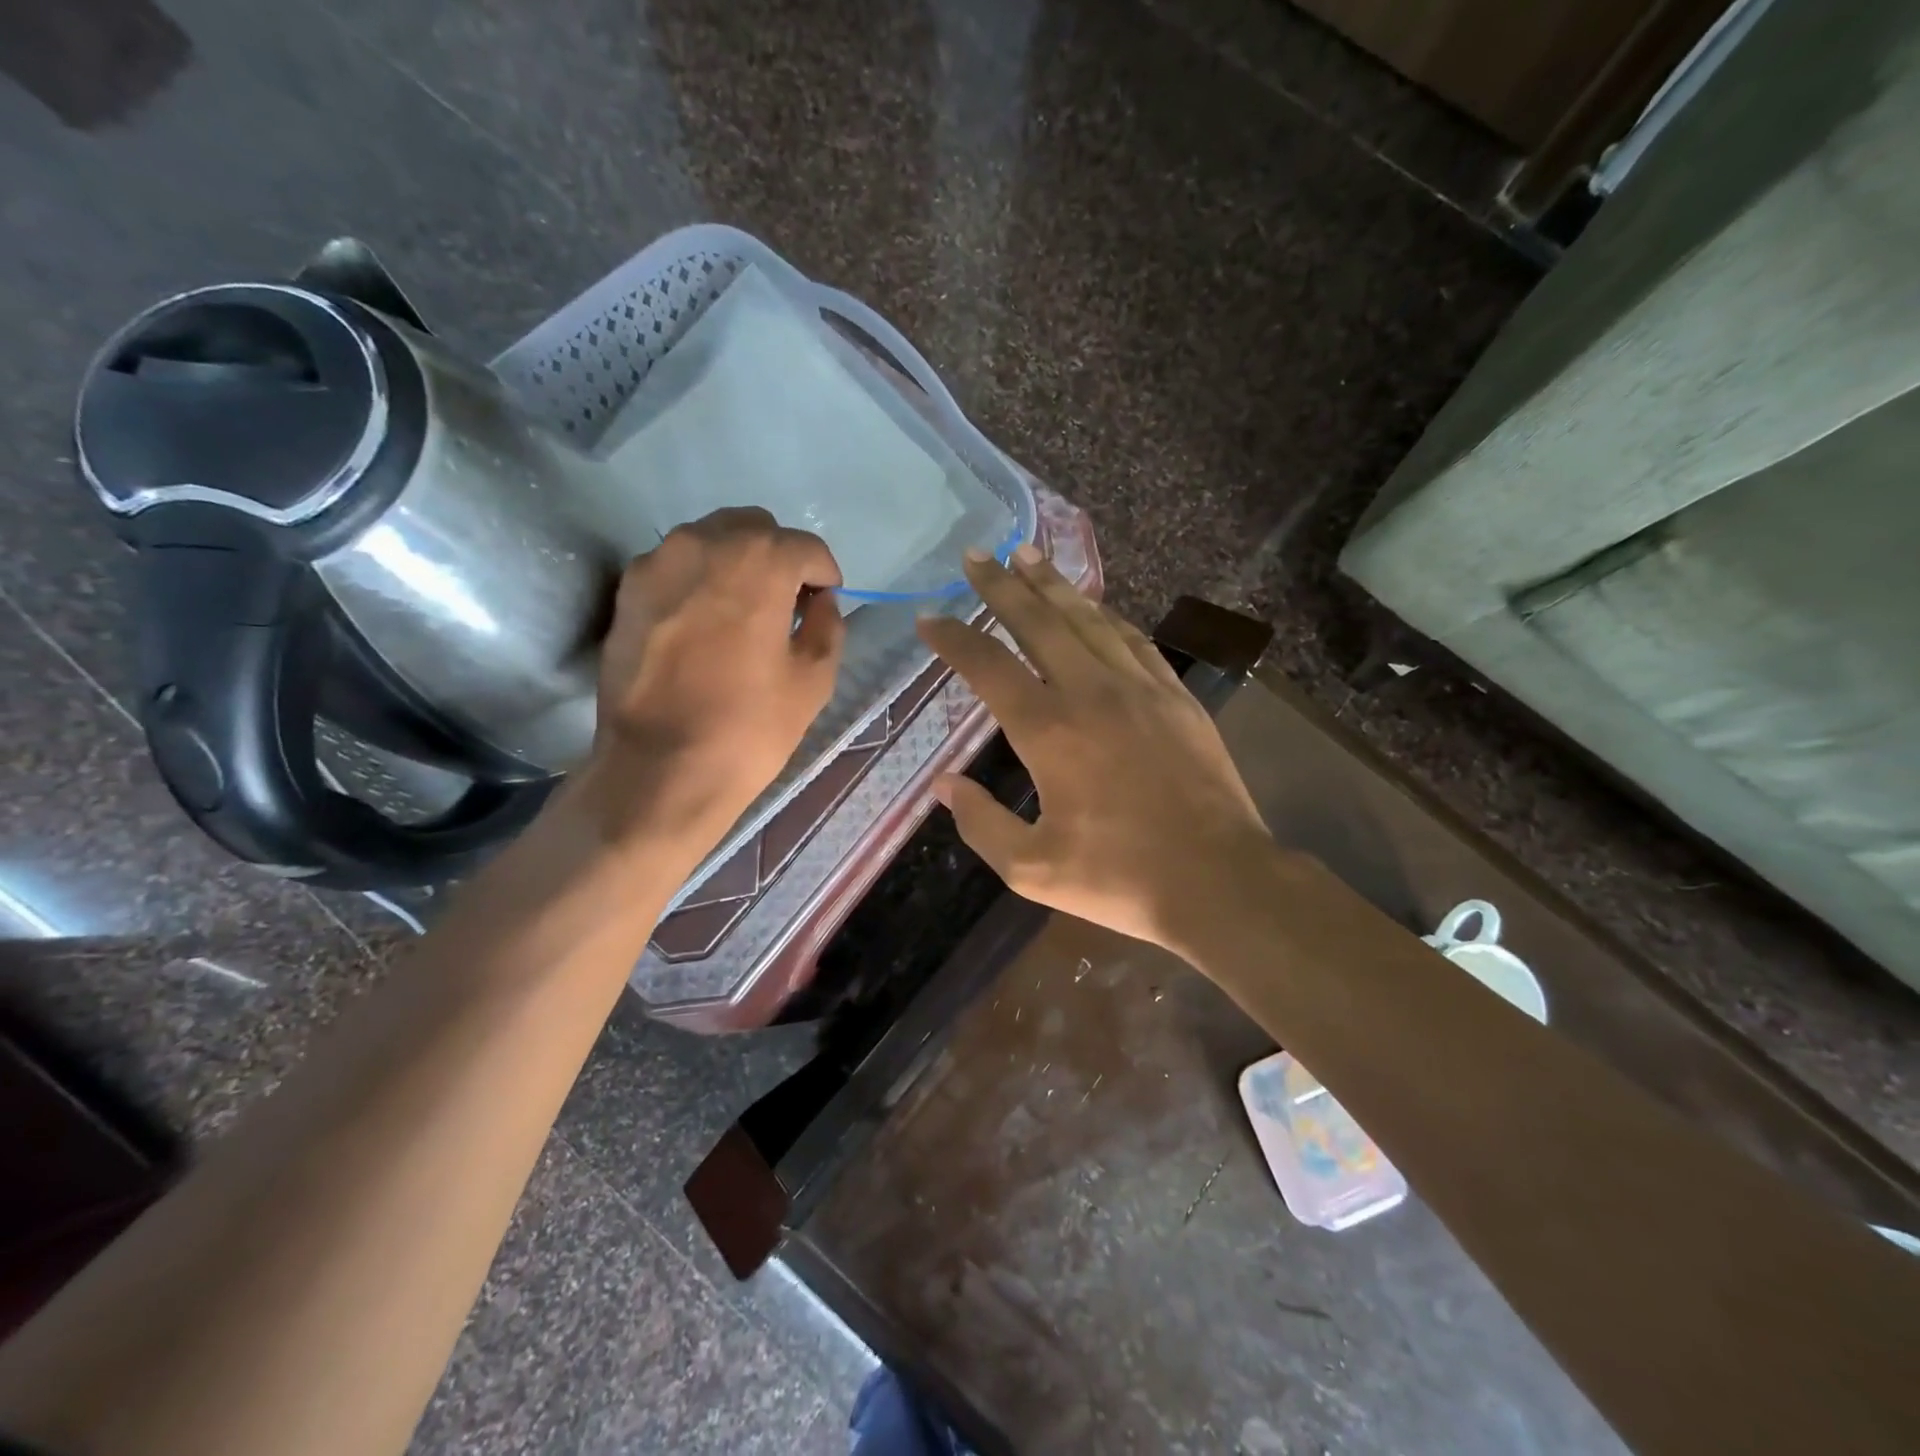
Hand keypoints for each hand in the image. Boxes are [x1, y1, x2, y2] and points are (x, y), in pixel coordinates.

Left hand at [584, 507, 843, 853]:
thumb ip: (827, 624)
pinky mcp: (627, 590)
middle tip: (785, 603)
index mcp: (759, 561)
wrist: (659, 769)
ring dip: (736, 563)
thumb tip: (819, 602)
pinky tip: (703, 624)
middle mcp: (704, 543)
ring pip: (710, 540)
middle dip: (777, 558)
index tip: (824, 603)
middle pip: (754, 528)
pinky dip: (698, 580)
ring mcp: (657, 562)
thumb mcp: (815, 679)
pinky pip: (675, 566)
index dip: (823, 575)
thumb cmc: (749, 727)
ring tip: (742, 612)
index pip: (805, 547)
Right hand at [917, 545, 1284, 957]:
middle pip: (1038, 622)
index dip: (954, 639)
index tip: (929, 617)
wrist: (1218, 879)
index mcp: (1049, 731)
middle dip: (1002, 585)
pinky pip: (1133, 639)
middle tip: (978, 554)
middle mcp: (1090, 692)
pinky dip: (1106, 615)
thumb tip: (945, 785)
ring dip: (1053, 585)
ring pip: (1088, 619)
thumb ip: (981, 824)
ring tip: (1028, 555)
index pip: (988, 667)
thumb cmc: (1119, 878)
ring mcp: (1140, 688)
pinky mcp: (1176, 696)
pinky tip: (1093, 605)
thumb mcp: (1032, 868)